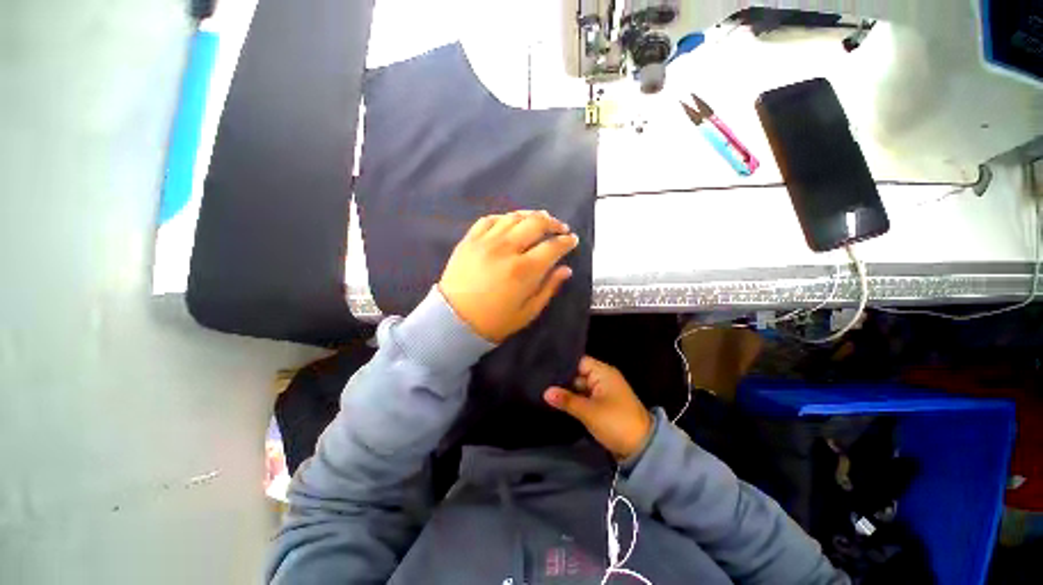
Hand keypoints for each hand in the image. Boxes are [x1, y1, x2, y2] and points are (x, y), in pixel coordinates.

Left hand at [439, 211, 578, 342]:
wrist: (453, 321)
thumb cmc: (494, 321)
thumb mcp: (528, 312)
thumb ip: (549, 288)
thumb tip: (566, 269)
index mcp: (524, 270)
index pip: (552, 246)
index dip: (566, 241)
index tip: (573, 240)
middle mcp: (506, 249)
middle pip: (535, 223)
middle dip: (553, 223)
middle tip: (560, 228)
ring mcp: (485, 241)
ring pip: (514, 217)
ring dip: (531, 215)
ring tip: (540, 219)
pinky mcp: (469, 240)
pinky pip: (489, 219)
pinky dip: (504, 217)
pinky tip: (511, 222)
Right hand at [544, 356, 653, 460]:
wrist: (642, 448)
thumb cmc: (616, 422)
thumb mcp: (589, 411)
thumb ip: (566, 400)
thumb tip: (545, 392)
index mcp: (603, 372)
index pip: (579, 361)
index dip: (563, 364)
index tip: (544, 367)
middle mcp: (603, 378)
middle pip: (578, 374)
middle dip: (562, 380)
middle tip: (540, 382)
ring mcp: (603, 392)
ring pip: (580, 387)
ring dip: (567, 391)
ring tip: (544, 391)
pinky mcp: (602, 405)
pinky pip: (584, 397)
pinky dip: (574, 400)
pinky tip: (557, 402)